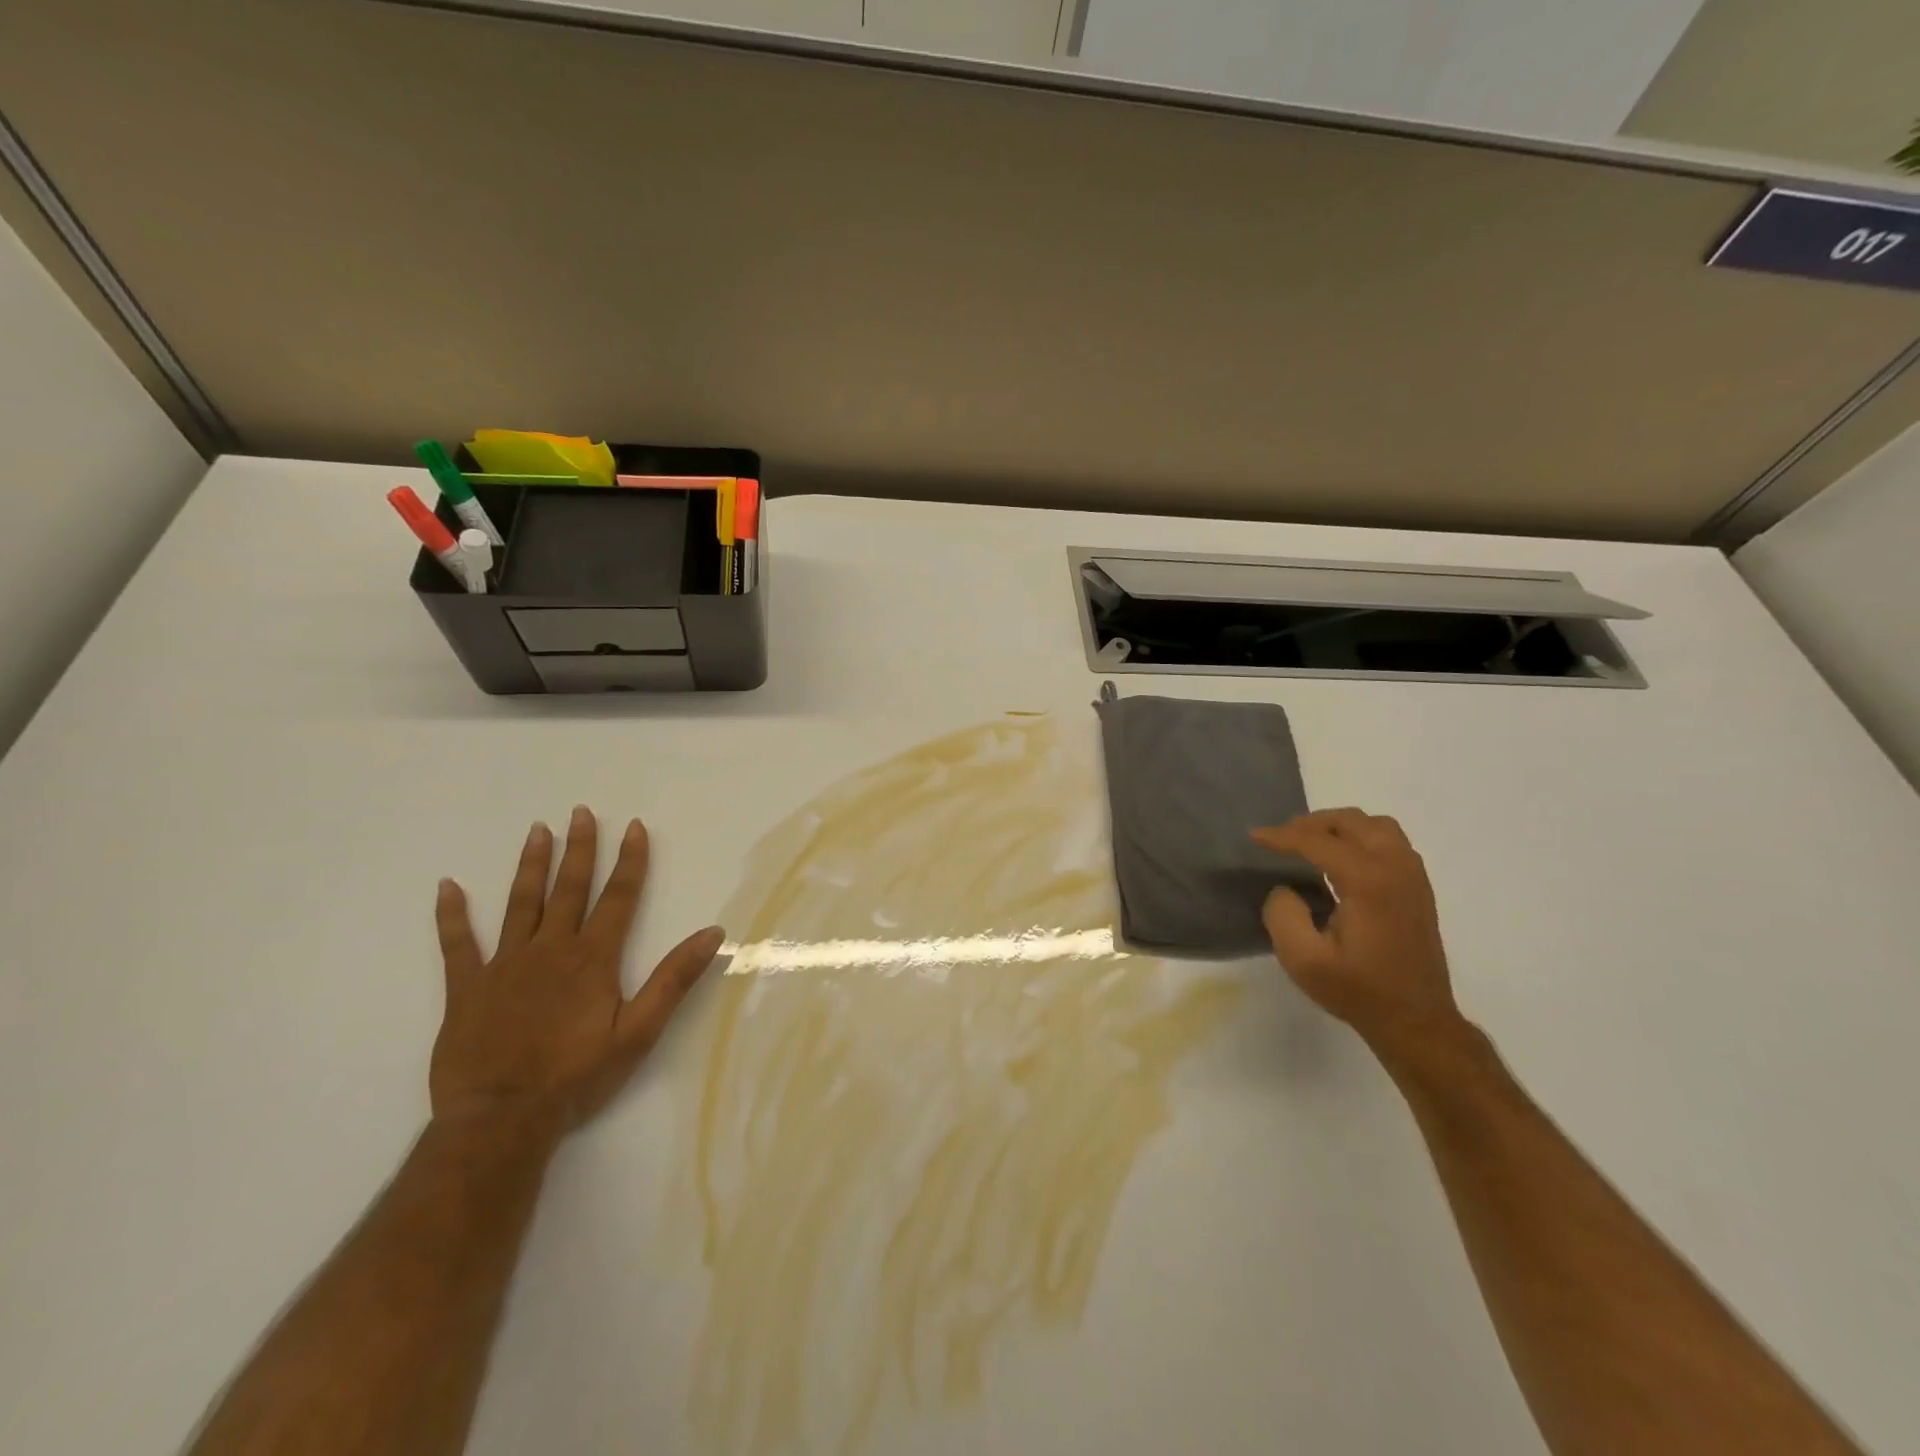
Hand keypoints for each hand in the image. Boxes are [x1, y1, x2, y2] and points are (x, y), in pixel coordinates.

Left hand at [429, 806, 724, 1144]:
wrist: (501, 1119)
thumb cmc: (576, 1077)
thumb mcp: (638, 1031)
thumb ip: (673, 979)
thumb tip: (713, 933)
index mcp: (593, 958)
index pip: (619, 897)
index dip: (630, 861)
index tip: (634, 827)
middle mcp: (551, 949)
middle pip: (569, 889)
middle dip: (580, 849)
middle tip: (581, 812)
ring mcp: (504, 965)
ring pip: (520, 904)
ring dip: (530, 865)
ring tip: (537, 830)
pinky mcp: (466, 988)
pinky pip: (457, 944)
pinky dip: (452, 915)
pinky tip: (448, 887)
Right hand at [1253, 809, 1464, 1061]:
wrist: (1417, 1021)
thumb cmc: (1359, 991)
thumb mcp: (1304, 960)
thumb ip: (1283, 915)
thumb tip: (1286, 889)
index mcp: (1368, 882)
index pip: (1318, 841)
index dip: (1282, 836)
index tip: (1255, 837)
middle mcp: (1395, 868)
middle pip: (1351, 822)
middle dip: (1312, 824)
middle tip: (1283, 839)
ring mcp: (1413, 876)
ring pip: (1376, 825)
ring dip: (1340, 827)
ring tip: (1313, 843)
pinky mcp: (1419, 888)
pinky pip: (1391, 842)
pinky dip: (1362, 838)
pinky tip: (1343, 861)